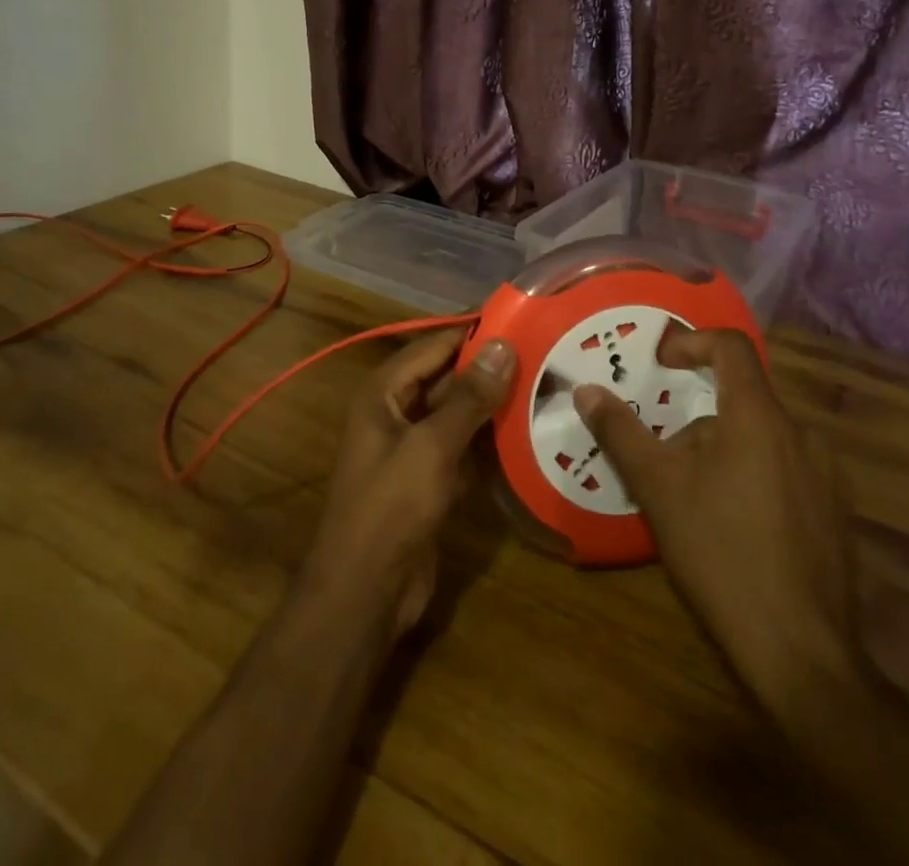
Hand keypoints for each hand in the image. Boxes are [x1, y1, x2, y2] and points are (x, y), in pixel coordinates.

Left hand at [298, 331, 514, 638]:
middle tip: (542, 350)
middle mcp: (396, 412)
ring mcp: (413, 447)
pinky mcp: (430, 479)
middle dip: (488, 366)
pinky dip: (489, 438)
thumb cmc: (391, 508)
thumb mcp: (432, 446)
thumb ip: (469, 397)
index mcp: (383, 392)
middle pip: (446, 376)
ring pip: (457, 412)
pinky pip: (463, 445)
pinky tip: (527, 430)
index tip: (519, 315)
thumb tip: (503, 345)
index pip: (432, 344)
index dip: (471, 329)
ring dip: (492, 402)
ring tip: (543, 383)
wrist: (365, 593)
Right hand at [574, 326, 859, 708]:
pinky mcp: (837, 514)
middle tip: (664, 457)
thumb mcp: (658, 488)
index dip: (692, 342)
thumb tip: (586, 391)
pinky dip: (754, 477)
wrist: (802, 654)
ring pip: (763, 439)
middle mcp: (802, 434)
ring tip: (693, 498)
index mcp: (760, 417)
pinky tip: (734, 528)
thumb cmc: (721, 554)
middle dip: (697, 419)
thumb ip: (621, 432)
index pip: (731, 347)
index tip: (660, 364)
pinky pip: (787, 471)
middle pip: (741, 400)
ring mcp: (827, 476)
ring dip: (724, 451)